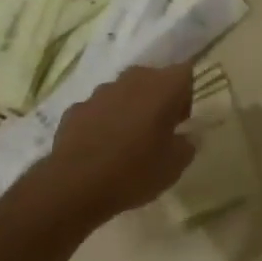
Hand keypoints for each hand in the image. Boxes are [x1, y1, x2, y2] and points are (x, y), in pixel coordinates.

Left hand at [41, 64, 194, 220]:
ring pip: (124, 93)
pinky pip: (98, 110)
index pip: (185, 74)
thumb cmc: (134, 171)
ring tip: (126, 142)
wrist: (74, 186)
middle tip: (157, 131)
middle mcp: (133, 79)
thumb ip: (188, 145)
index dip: (186, 95)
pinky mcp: (76, 108)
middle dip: (157, 100)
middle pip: (153, 79)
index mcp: (163, 86)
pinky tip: (100, 150)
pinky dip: (103, 123)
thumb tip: (187, 137)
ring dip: (129, 109)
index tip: (180, 122)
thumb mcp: (174, 166)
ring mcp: (101, 92)